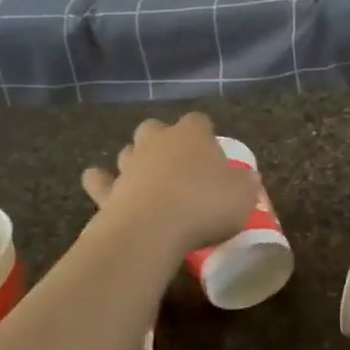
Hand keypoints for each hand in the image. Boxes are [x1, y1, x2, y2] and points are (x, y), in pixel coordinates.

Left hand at [81, 114, 259, 261]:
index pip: (199, 121)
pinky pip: (99, 180)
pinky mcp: (107, 190)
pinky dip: (101, 181)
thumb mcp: (242, 197)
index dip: (205, 134)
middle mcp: (157, 141)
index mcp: (192, 135)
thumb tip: (249, 179)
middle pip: (156, 129)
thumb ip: (246, 185)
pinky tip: (104, 188)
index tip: (212, 153)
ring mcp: (129, 164)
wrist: (153, 228)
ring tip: (148, 181)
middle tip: (177, 165)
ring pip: (128, 151)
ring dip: (136, 161)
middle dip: (163, 141)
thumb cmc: (204, 206)